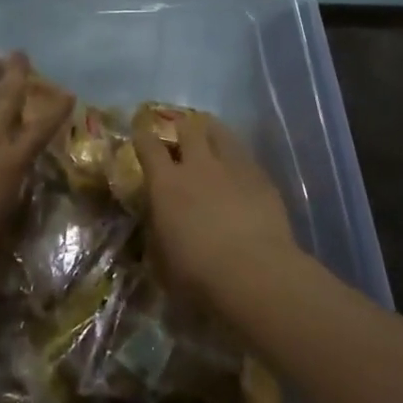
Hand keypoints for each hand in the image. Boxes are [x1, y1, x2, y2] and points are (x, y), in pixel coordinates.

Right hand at [132, 111, 302, 306]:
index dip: (142, 136)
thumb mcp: (162, 260)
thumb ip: (156, 233)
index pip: (148, 146)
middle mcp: (198, 165)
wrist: (255, 274)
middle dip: (181, 127)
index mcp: (166, 184)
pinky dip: (237, 156)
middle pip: (187, 128)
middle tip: (180, 134)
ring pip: (220, 132)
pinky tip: (239, 167)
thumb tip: (156, 223)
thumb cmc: (198, 275)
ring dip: (211, 131)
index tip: (140, 132)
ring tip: (210, 135)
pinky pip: (245, 155)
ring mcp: (232, 166)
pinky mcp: (261, 176)